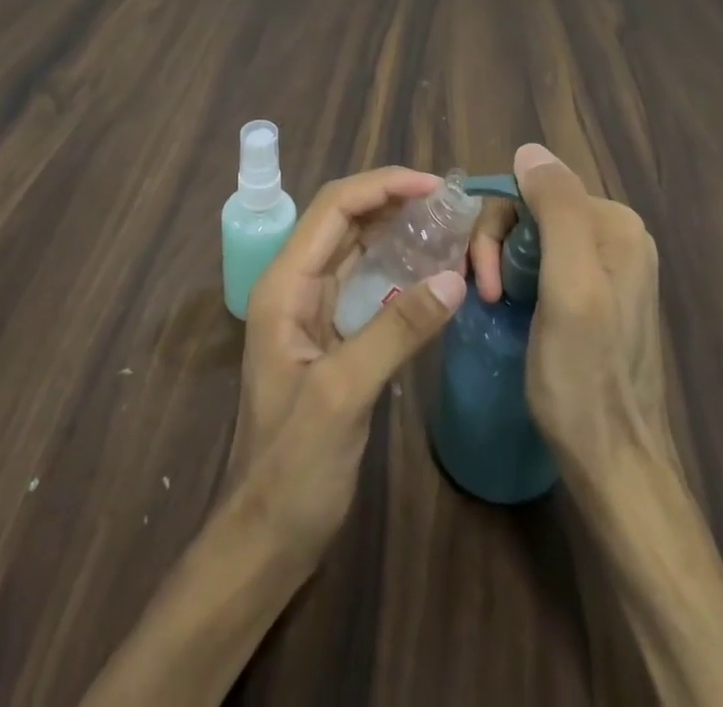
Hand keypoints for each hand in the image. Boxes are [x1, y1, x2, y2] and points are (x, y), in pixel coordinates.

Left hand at [226, 166, 467, 560]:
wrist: (267, 536)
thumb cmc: (293, 468)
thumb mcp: (344, 394)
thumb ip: (397, 331)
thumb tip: (454, 278)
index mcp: (285, 284)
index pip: (333, 207)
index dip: (382, 186)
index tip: (433, 187)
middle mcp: (296, 284)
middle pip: (344, 219)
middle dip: (392, 200)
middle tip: (448, 202)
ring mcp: (313, 309)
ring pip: (356, 246)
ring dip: (396, 228)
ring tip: (445, 223)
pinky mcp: (332, 333)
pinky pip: (367, 281)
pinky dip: (398, 265)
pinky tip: (430, 268)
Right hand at [508, 143, 674, 481]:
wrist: (613, 464)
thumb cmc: (584, 379)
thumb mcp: (570, 288)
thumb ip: (557, 211)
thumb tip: (529, 149)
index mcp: (616, 224)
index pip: (533, 191)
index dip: (498, 228)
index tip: (487, 281)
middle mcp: (616, 237)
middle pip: (532, 212)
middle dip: (499, 248)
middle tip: (488, 297)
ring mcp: (607, 267)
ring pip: (531, 238)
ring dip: (502, 265)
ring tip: (496, 308)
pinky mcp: (593, 296)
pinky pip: (541, 264)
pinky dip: (516, 281)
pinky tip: (511, 310)